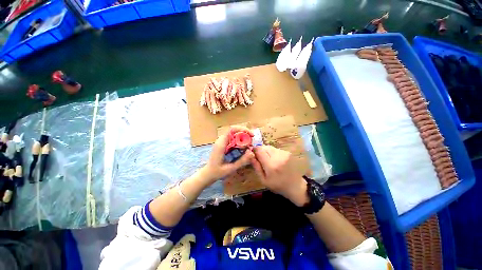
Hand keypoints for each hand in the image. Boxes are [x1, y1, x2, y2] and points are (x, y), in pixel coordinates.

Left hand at [201, 126, 254, 183]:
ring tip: (248, 146)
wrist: (208, 173)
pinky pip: (233, 139)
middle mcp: (221, 140)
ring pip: (234, 134)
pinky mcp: (223, 144)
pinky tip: (243, 148)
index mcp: (221, 144)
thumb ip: (241, 161)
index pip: (232, 130)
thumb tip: (252, 153)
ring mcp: (221, 141)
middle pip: (234, 131)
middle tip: (251, 143)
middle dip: (245, 134)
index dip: (242, 129)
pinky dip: (240, 141)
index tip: (251, 135)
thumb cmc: (217, 172)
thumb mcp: (230, 168)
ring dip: (243, 138)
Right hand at [251, 146, 308, 206]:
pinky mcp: (288, 152)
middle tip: (260, 159)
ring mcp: (284, 153)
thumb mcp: (263, 180)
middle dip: (260, 151)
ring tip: (268, 160)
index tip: (253, 154)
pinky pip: (276, 149)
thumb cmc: (277, 185)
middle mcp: (278, 157)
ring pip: (270, 147)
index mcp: (271, 165)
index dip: (254, 150)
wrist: (295, 186)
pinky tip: (275, 160)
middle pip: (264, 147)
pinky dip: (273, 153)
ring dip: (266, 151)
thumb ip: (256, 167)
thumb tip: (250, 155)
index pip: (259, 150)